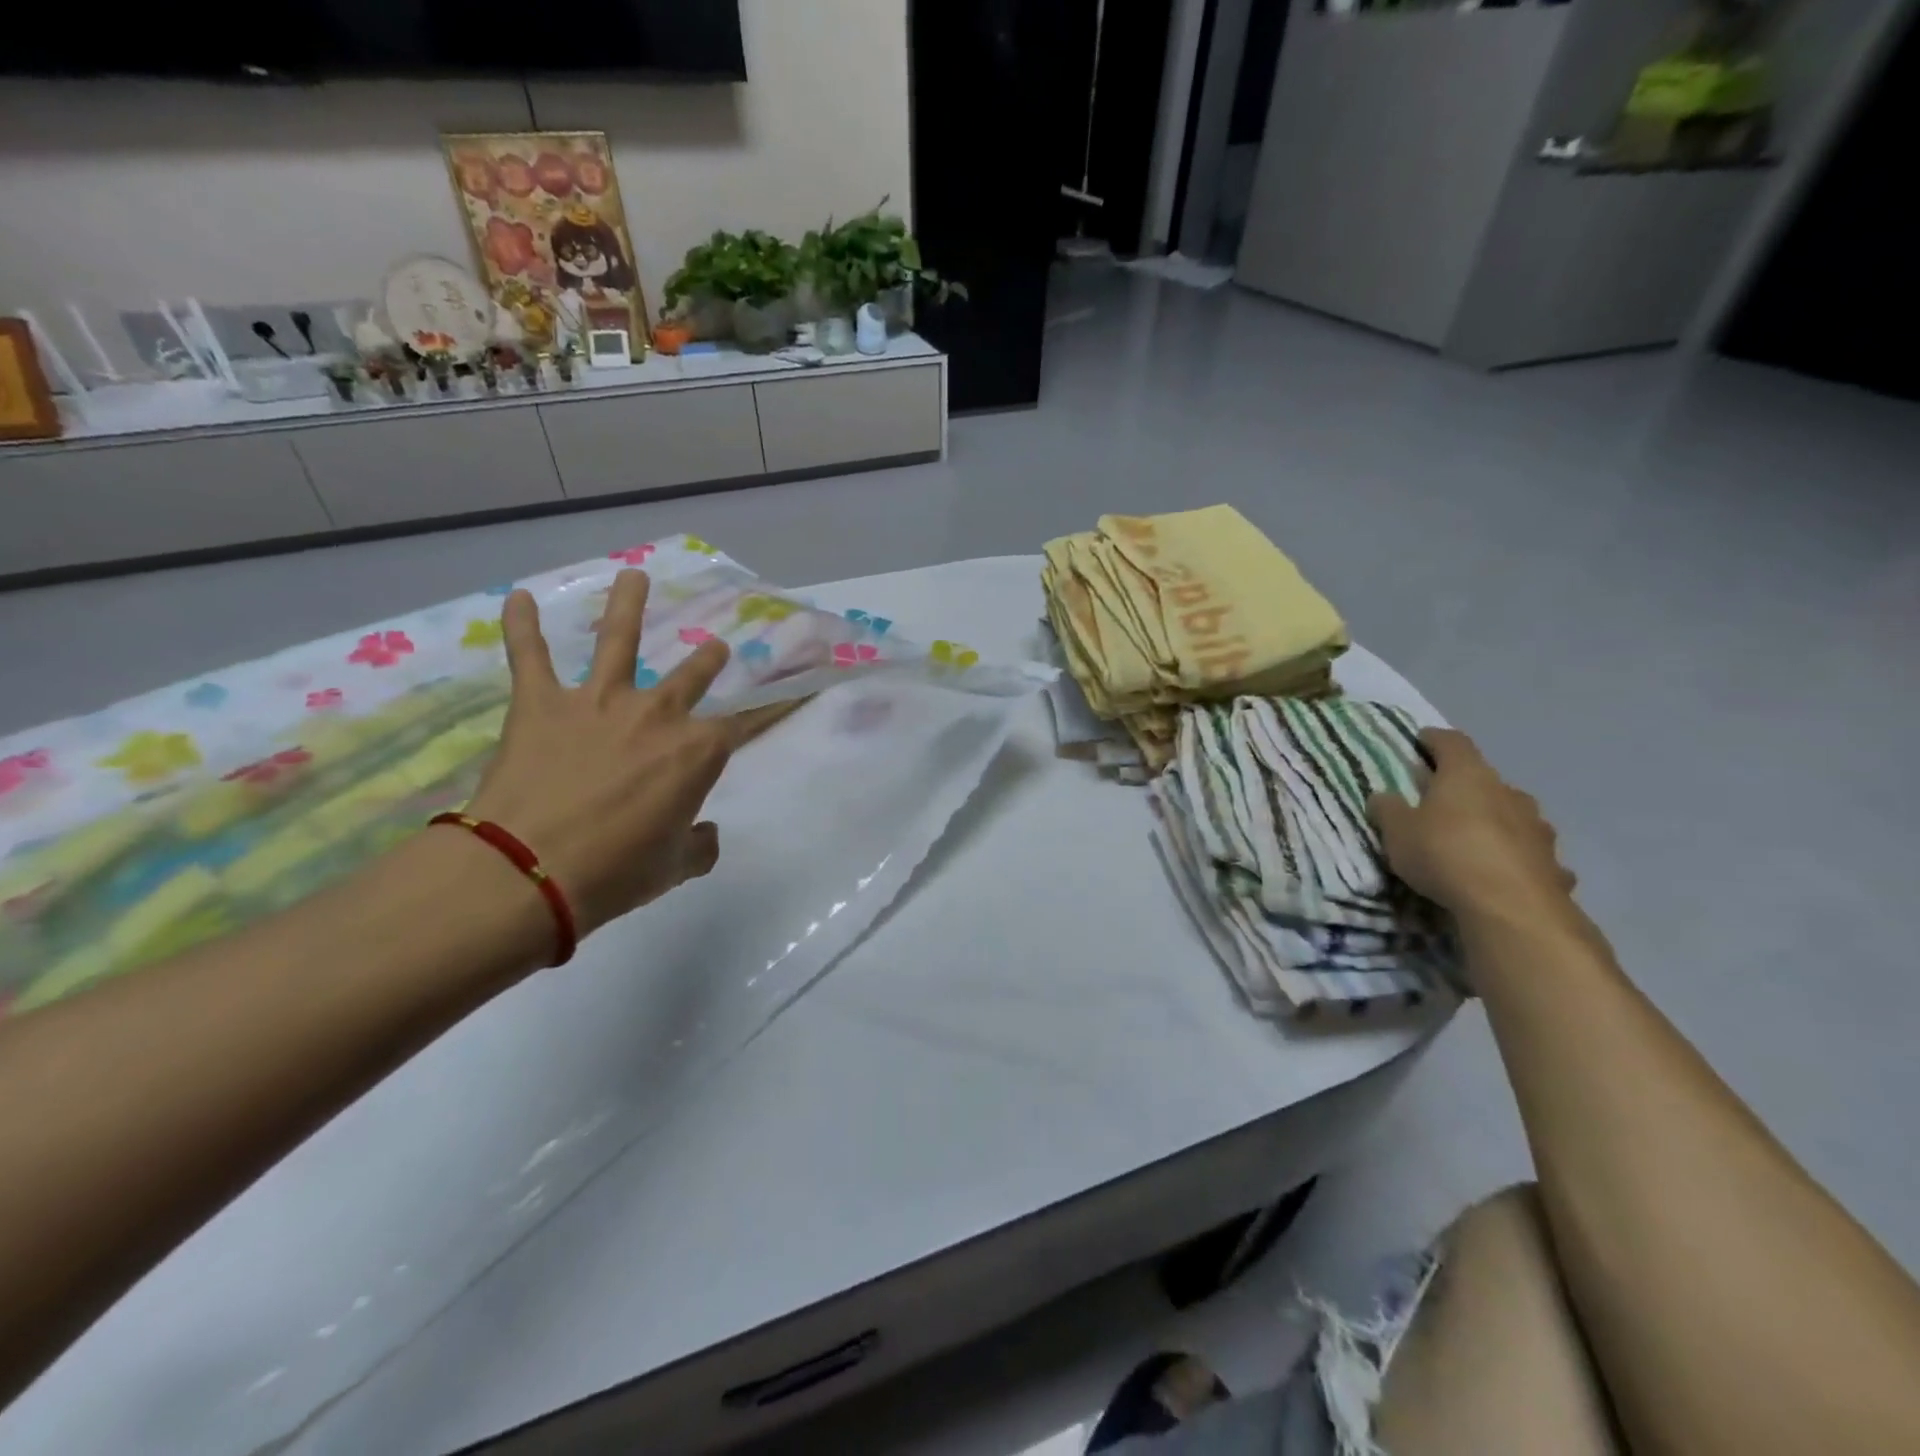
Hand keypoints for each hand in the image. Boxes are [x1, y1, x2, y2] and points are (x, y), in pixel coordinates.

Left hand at [459, 570, 784, 939]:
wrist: (530, 871)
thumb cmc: (617, 872)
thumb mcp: (675, 867)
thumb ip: (699, 846)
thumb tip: (704, 835)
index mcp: (697, 751)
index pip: (749, 722)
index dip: (778, 704)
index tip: (800, 686)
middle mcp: (657, 713)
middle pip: (694, 675)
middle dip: (710, 660)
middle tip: (716, 650)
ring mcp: (599, 701)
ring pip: (617, 639)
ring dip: (628, 604)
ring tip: (634, 576)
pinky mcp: (542, 703)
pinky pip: (530, 655)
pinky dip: (521, 626)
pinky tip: (517, 597)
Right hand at [1367, 728, 1576, 924]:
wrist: (1511, 907)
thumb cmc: (1444, 854)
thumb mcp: (1397, 832)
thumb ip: (1388, 810)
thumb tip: (1384, 796)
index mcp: (1467, 776)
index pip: (1452, 743)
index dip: (1435, 739)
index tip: (1421, 740)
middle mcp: (1507, 793)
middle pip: (1484, 779)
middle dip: (1464, 786)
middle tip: (1442, 799)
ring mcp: (1537, 828)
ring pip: (1513, 814)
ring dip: (1495, 820)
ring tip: (1476, 838)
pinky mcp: (1554, 864)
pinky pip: (1530, 853)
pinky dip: (1517, 857)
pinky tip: (1505, 873)